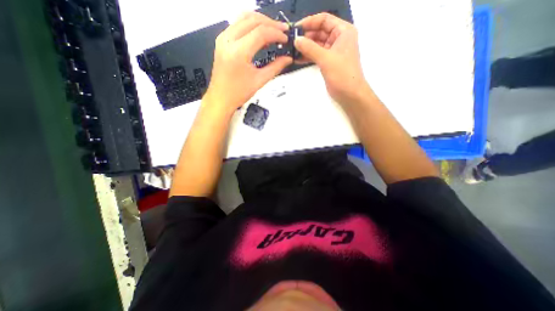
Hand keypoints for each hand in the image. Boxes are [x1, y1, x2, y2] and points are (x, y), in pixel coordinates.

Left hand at [205, 12, 293, 115]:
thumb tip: (287, 59)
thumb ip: (275, 67)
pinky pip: (237, 24)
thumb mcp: (259, 81)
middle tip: (282, 31)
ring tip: (273, 30)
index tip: (285, 39)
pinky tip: (259, 33)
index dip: (276, 33)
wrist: (221, 98)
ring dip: (261, 21)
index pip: (261, 32)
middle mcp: (228, 40)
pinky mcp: (222, 41)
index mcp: (238, 52)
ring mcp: (223, 39)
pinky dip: (251, 25)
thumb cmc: (237, 93)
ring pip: (244, 18)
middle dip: (270, 23)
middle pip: (253, 20)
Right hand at [297, 14, 369, 104]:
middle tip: (291, 42)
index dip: (310, 22)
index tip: (296, 29)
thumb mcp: (326, 59)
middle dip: (306, 36)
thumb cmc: (342, 74)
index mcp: (343, 31)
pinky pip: (317, 55)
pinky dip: (308, 56)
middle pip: (320, 32)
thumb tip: (296, 40)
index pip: (324, 20)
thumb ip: (310, 48)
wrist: (350, 94)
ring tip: (292, 50)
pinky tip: (297, 58)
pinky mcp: (328, 62)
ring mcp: (333, 51)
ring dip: (305, 47)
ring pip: (317, 44)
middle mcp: (339, 39)